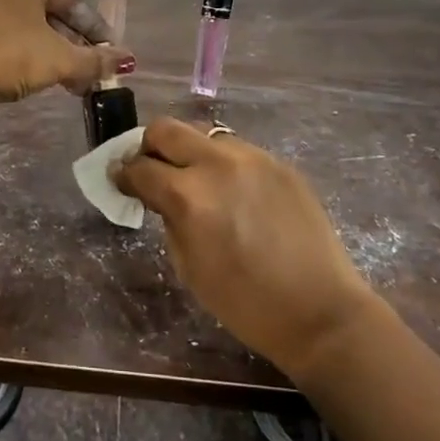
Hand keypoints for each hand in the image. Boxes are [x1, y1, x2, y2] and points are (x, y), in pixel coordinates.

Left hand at [0, 0, 134, 140]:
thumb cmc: (8, 55)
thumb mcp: (60, 59)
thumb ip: (95, 60)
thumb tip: (126, 60)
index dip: (95, 29)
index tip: (110, 54)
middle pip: (49, 13)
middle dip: (74, 45)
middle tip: (91, 72)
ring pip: (28, 28)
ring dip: (52, 54)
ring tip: (70, 82)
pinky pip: (5, 38)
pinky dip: (26, 56)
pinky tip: (37, 79)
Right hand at [114, 117, 377, 375]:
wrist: (319, 311)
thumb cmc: (244, 303)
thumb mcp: (188, 266)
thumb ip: (168, 218)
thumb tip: (158, 196)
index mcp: (189, 196)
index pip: (140, 167)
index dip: (122, 175)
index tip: (119, 181)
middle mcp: (218, 164)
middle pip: (166, 129)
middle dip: (149, 146)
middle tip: (150, 170)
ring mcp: (253, 158)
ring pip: (204, 134)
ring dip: (189, 152)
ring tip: (195, 181)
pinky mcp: (279, 163)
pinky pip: (237, 150)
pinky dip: (222, 164)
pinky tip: (232, 193)